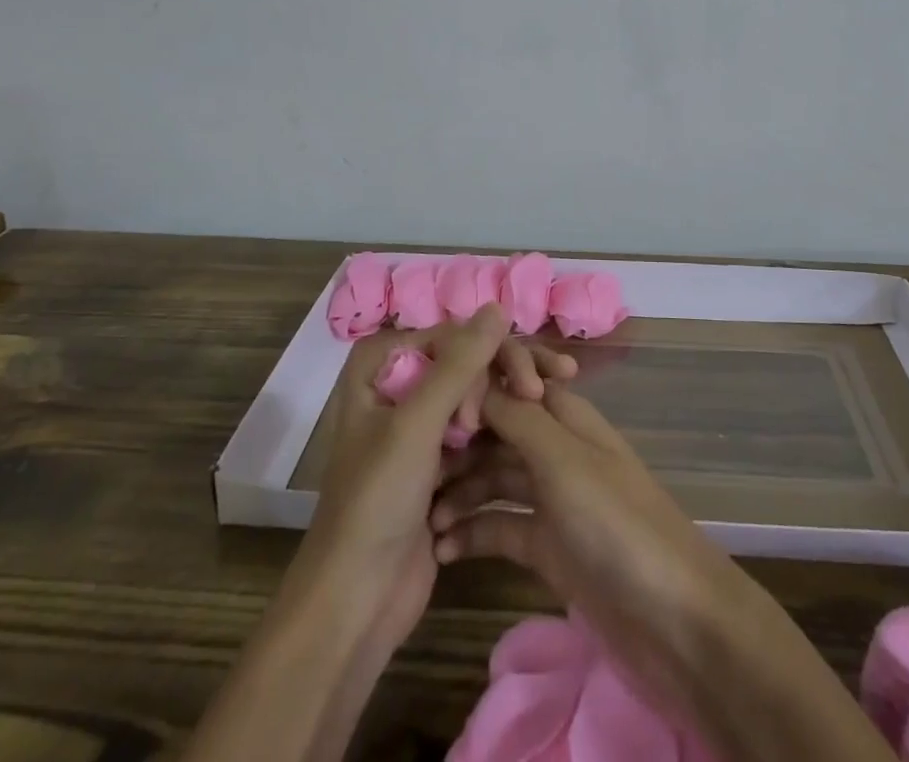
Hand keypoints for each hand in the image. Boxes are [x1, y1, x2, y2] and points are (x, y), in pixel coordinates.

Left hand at [293, 306, 578, 659]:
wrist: (356, 603)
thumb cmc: (377, 502)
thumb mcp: (417, 424)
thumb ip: (460, 363)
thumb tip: (498, 305)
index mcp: (378, 368)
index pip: (449, 335)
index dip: (487, 352)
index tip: (523, 385)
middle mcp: (397, 388)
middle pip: (464, 361)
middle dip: (503, 374)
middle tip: (541, 393)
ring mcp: (417, 428)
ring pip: (473, 395)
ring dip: (508, 401)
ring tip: (552, 404)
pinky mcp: (436, 464)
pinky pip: (475, 432)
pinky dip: (500, 433)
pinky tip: (537, 435)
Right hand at [430, 384, 894, 761]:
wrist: (671, 617)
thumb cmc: (615, 523)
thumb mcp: (562, 459)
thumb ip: (516, 416)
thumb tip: (473, 378)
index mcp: (565, 414)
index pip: (512, 380)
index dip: (472, 386)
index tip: (430, 410)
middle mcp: (555, 448)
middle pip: (497, 429)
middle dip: (456, 442)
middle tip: (409, 469)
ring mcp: (552, 498)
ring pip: (493, 478)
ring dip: (458, 491)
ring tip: (419, 517)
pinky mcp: (548, 547)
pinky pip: (500, 527)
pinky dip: (472, 533)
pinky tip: (441, 549)